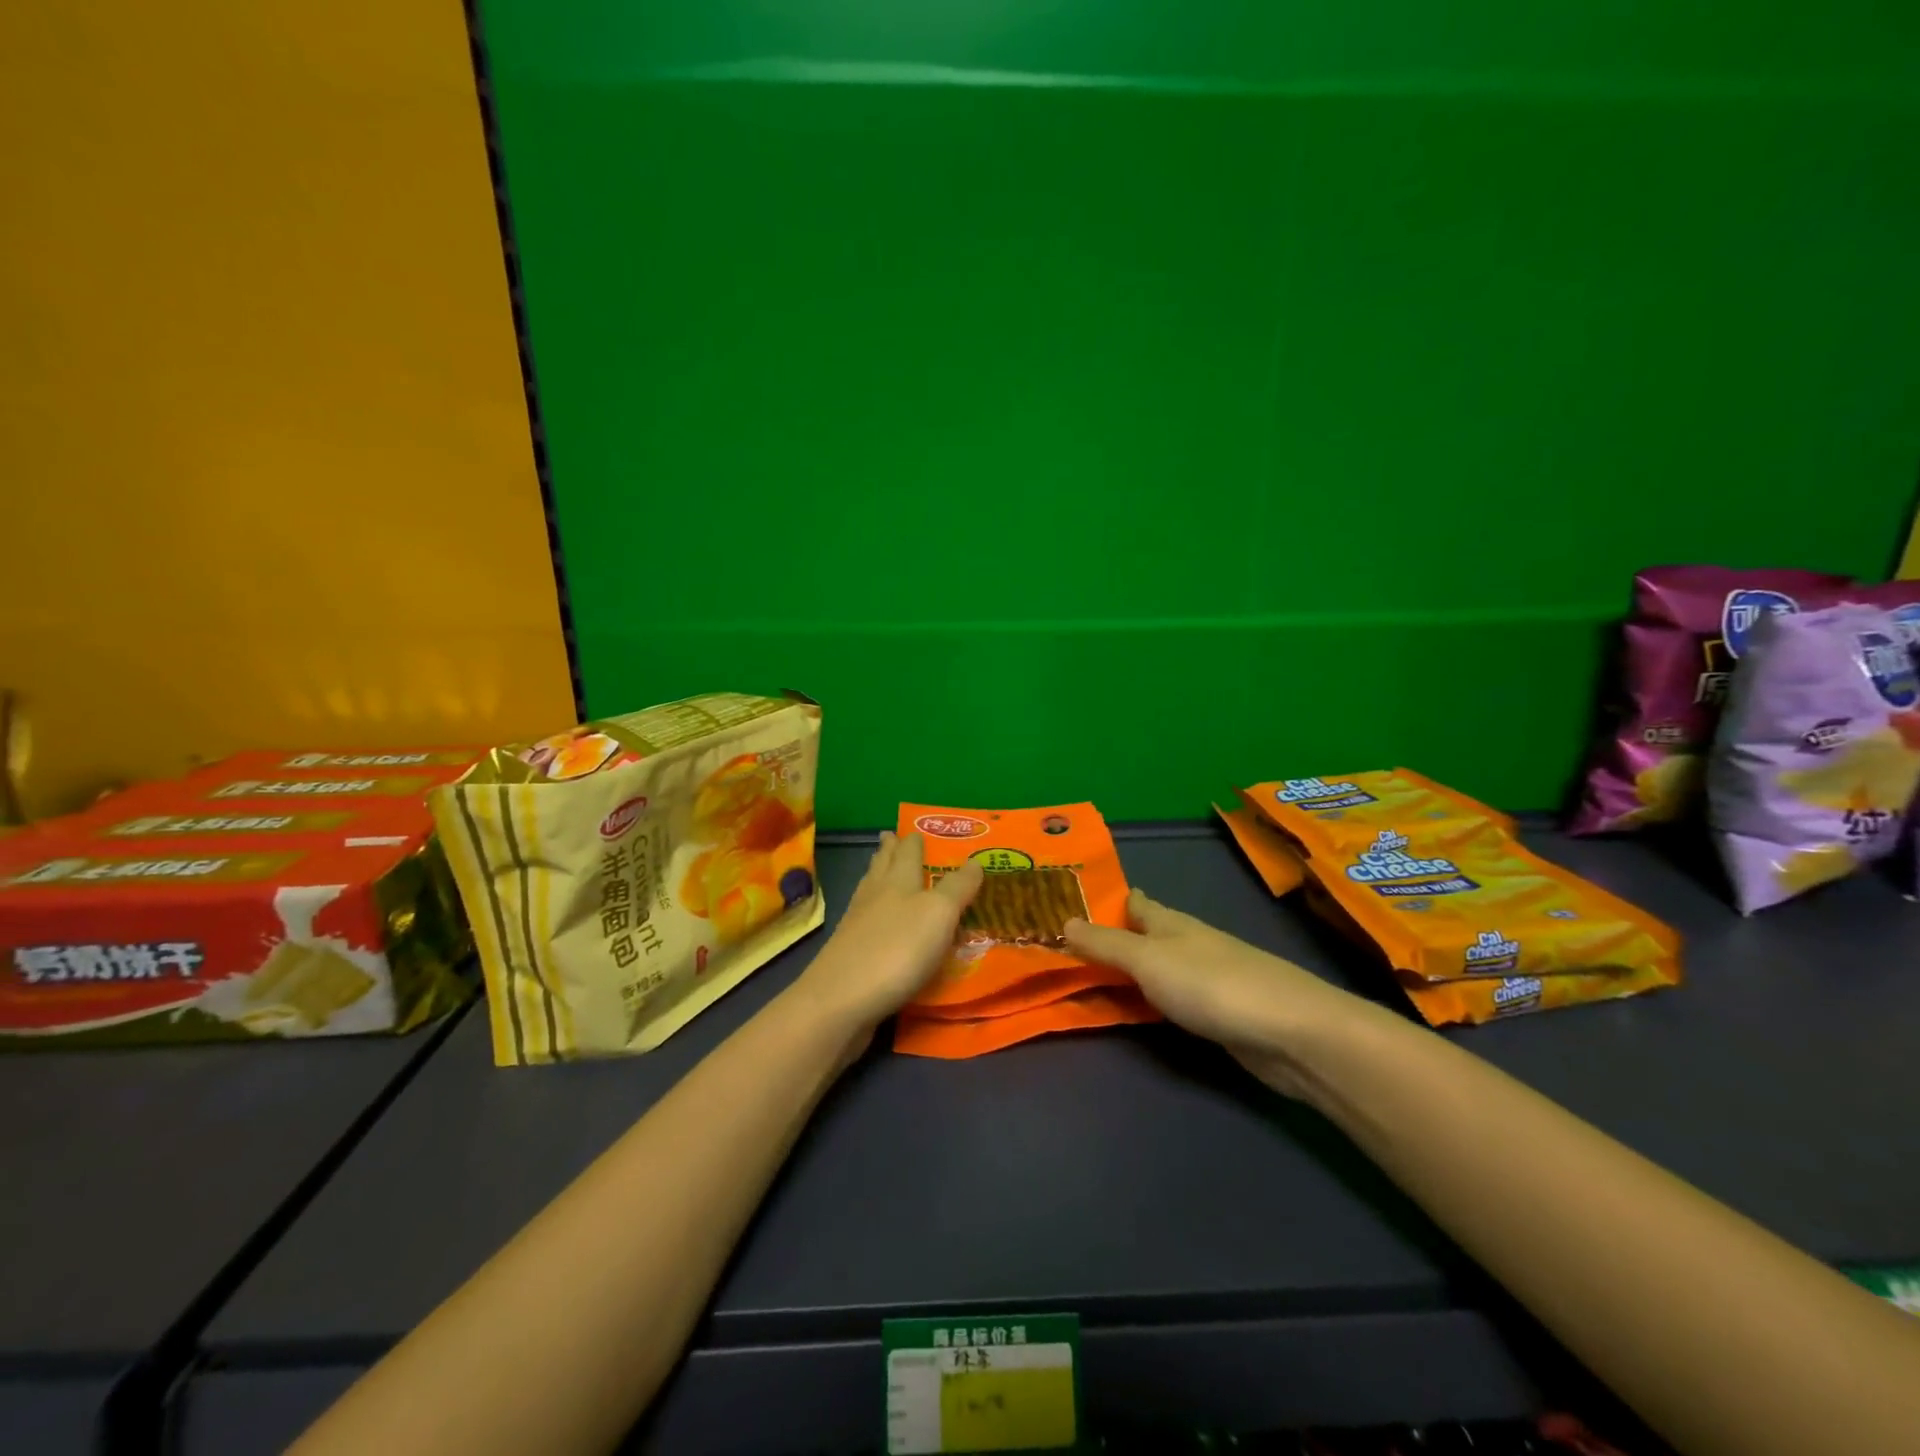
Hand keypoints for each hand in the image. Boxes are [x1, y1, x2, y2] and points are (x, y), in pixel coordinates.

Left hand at [791, 831, 983, 1042]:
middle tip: (892, 837)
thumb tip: (975, 861)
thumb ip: (957, 887)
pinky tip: (877, 921)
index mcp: (898, 881)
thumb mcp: (939, 914)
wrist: (841, 1000)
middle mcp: (875, 896)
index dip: (914, 840)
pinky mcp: (849, 954)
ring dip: (878, 876)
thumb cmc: (897, 950)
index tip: (917, 829)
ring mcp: (857, 925)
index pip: (908, 852)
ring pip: (870, 890)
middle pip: (882, 866)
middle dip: (889, 851)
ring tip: (881, 868)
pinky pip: (865, 921)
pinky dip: (874, 912)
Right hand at [1064, 889, 1384, 1097]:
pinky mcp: (1219, 1014)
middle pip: (1147, 935)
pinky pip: (1171, 1000)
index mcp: (1171, 923)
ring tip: (1096, 976)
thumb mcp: (1148, 960)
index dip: (1111, 901)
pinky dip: (1150, 1000)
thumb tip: (1064, 920)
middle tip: (1072, 944)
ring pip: (1159, 969)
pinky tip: (1141, 1009)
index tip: (1078, 901)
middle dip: (1116, 937)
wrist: (1290, 1033)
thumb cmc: (1211, 984)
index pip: (1136, 904)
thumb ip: (1106, 944)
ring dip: (1132, 971)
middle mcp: (1188, 944)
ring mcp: (1206, 979)